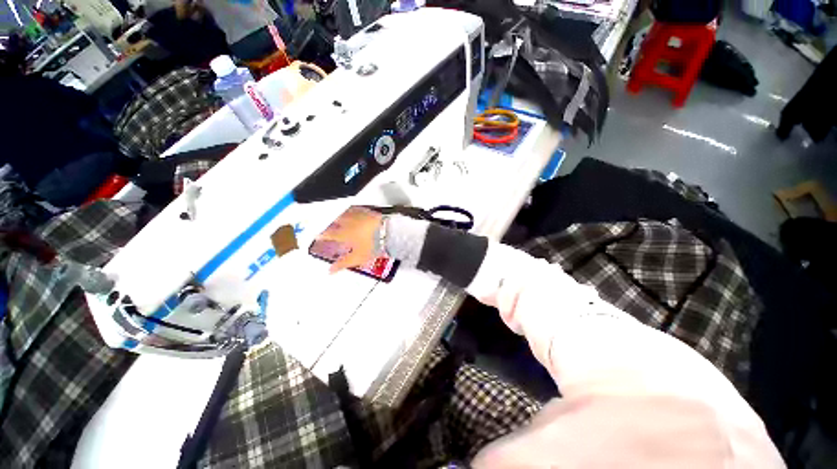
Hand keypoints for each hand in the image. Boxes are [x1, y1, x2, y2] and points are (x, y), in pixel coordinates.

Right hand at [319, 206, 382, 273]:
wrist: (389, 232)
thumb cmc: (373, 245)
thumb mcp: (358, 257)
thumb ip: (343, 263)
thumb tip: (330, 270)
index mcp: (345, 233)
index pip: (330, 234)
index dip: (323, 236)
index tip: (317, 236)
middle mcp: (349, 222)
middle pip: (335, 221)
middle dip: (329, 223)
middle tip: (325, 224)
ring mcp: (359, 215)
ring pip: (345, 213)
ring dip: (339, 215)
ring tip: (336, 216)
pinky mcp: (368, 211)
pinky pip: (356, 208)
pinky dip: (352, 209)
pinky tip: (353, 210)